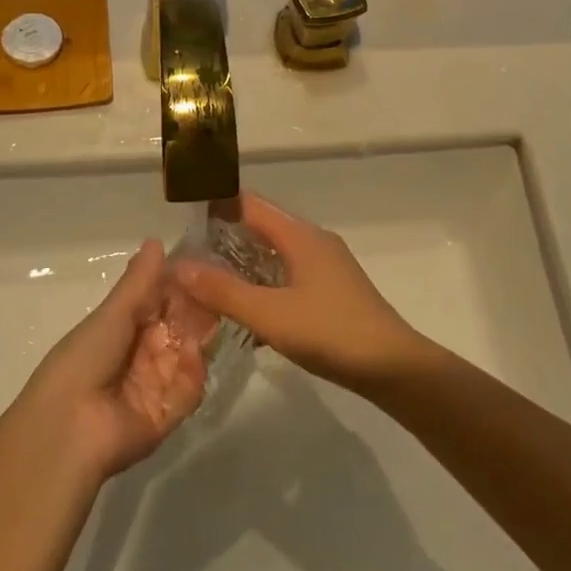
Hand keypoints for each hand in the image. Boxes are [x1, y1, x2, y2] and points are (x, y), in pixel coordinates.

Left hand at [20, 239, 213, 479]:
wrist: (68, 428)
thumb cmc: (84, 360)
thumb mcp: (112, 314)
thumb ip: (139, 281)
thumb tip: (155, 240)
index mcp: (123, 327)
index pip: (160, 300)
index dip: (181, 284)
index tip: (205, 265)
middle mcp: (142, 353)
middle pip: (179, 326)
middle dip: (197, 308)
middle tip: (219, 288)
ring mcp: (157, 384)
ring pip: (189, 353)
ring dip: (199, 336)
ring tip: (213, 315)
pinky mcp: (170, 413)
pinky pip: (190, 387)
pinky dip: (193, 371)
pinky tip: (194, 354)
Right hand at [171, 194, 425, 391]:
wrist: (393, 367)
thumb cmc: (331, 332)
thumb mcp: (270, 314)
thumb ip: (223, 291)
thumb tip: (178, 266)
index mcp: (300, 235)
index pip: (250, 203)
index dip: (217, 204)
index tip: (182, 217)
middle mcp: (313, 241)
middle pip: (261, 226)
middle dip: (224, 237)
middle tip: (186, 256)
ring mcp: (325, 266)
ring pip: (274, 253)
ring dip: (242, 263)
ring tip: (206, 282)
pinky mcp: (330, 290)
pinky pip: (287, 275)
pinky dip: (263, 283)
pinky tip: (244, 310)